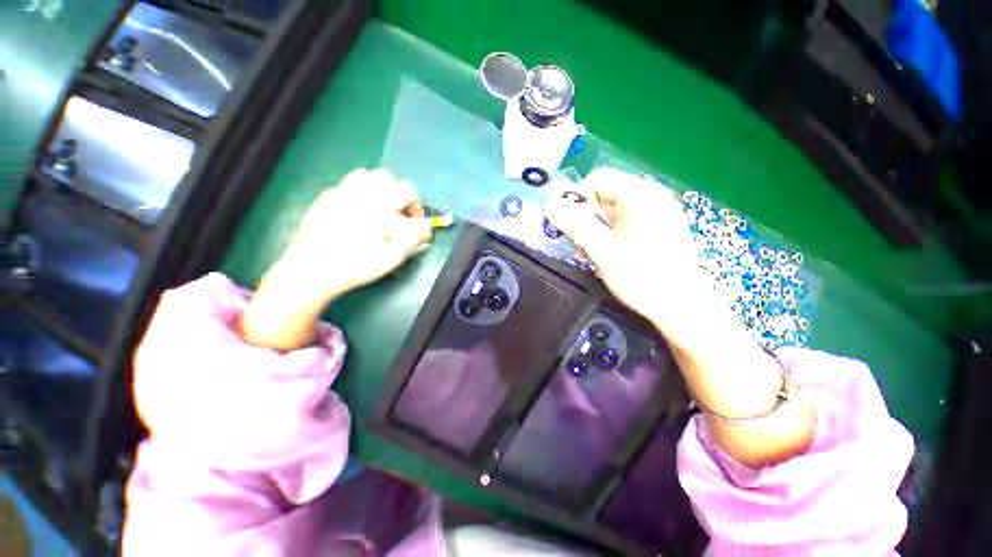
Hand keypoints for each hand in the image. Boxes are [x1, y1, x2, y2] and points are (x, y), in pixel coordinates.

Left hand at [242, 168, 431, 349]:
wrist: (311, 271)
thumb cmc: (356, 265)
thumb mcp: (392, 257)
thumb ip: (413, 238)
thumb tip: (426, 226)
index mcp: (377, 205)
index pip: (406, 190)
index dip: (416, 205)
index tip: (415, 222)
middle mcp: (358, 192)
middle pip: (385, 177)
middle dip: (397, 193)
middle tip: (398, 214)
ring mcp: (338, 194)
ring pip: (363, 176)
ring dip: (378, 189)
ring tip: (379, 210)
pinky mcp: (323, 200)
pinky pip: (346, 186)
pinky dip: (358, 194)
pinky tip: (356, 215)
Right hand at [543, 168, 709, 341]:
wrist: (684, 309)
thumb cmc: (646, 280)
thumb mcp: (606, 253)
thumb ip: (577, 226)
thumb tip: (549, 204)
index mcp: (642, 195)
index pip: (598, 179)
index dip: (578, 201)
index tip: (572, 229)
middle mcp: (651, 196)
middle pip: (604, 194)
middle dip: (587, 219)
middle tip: (583, 247)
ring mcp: (657, 211)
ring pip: (611, 209)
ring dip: (596, 230)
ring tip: (596, 255)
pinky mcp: (657, 226)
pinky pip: (622, 221)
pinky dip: (610, 235)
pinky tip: (610, 255)